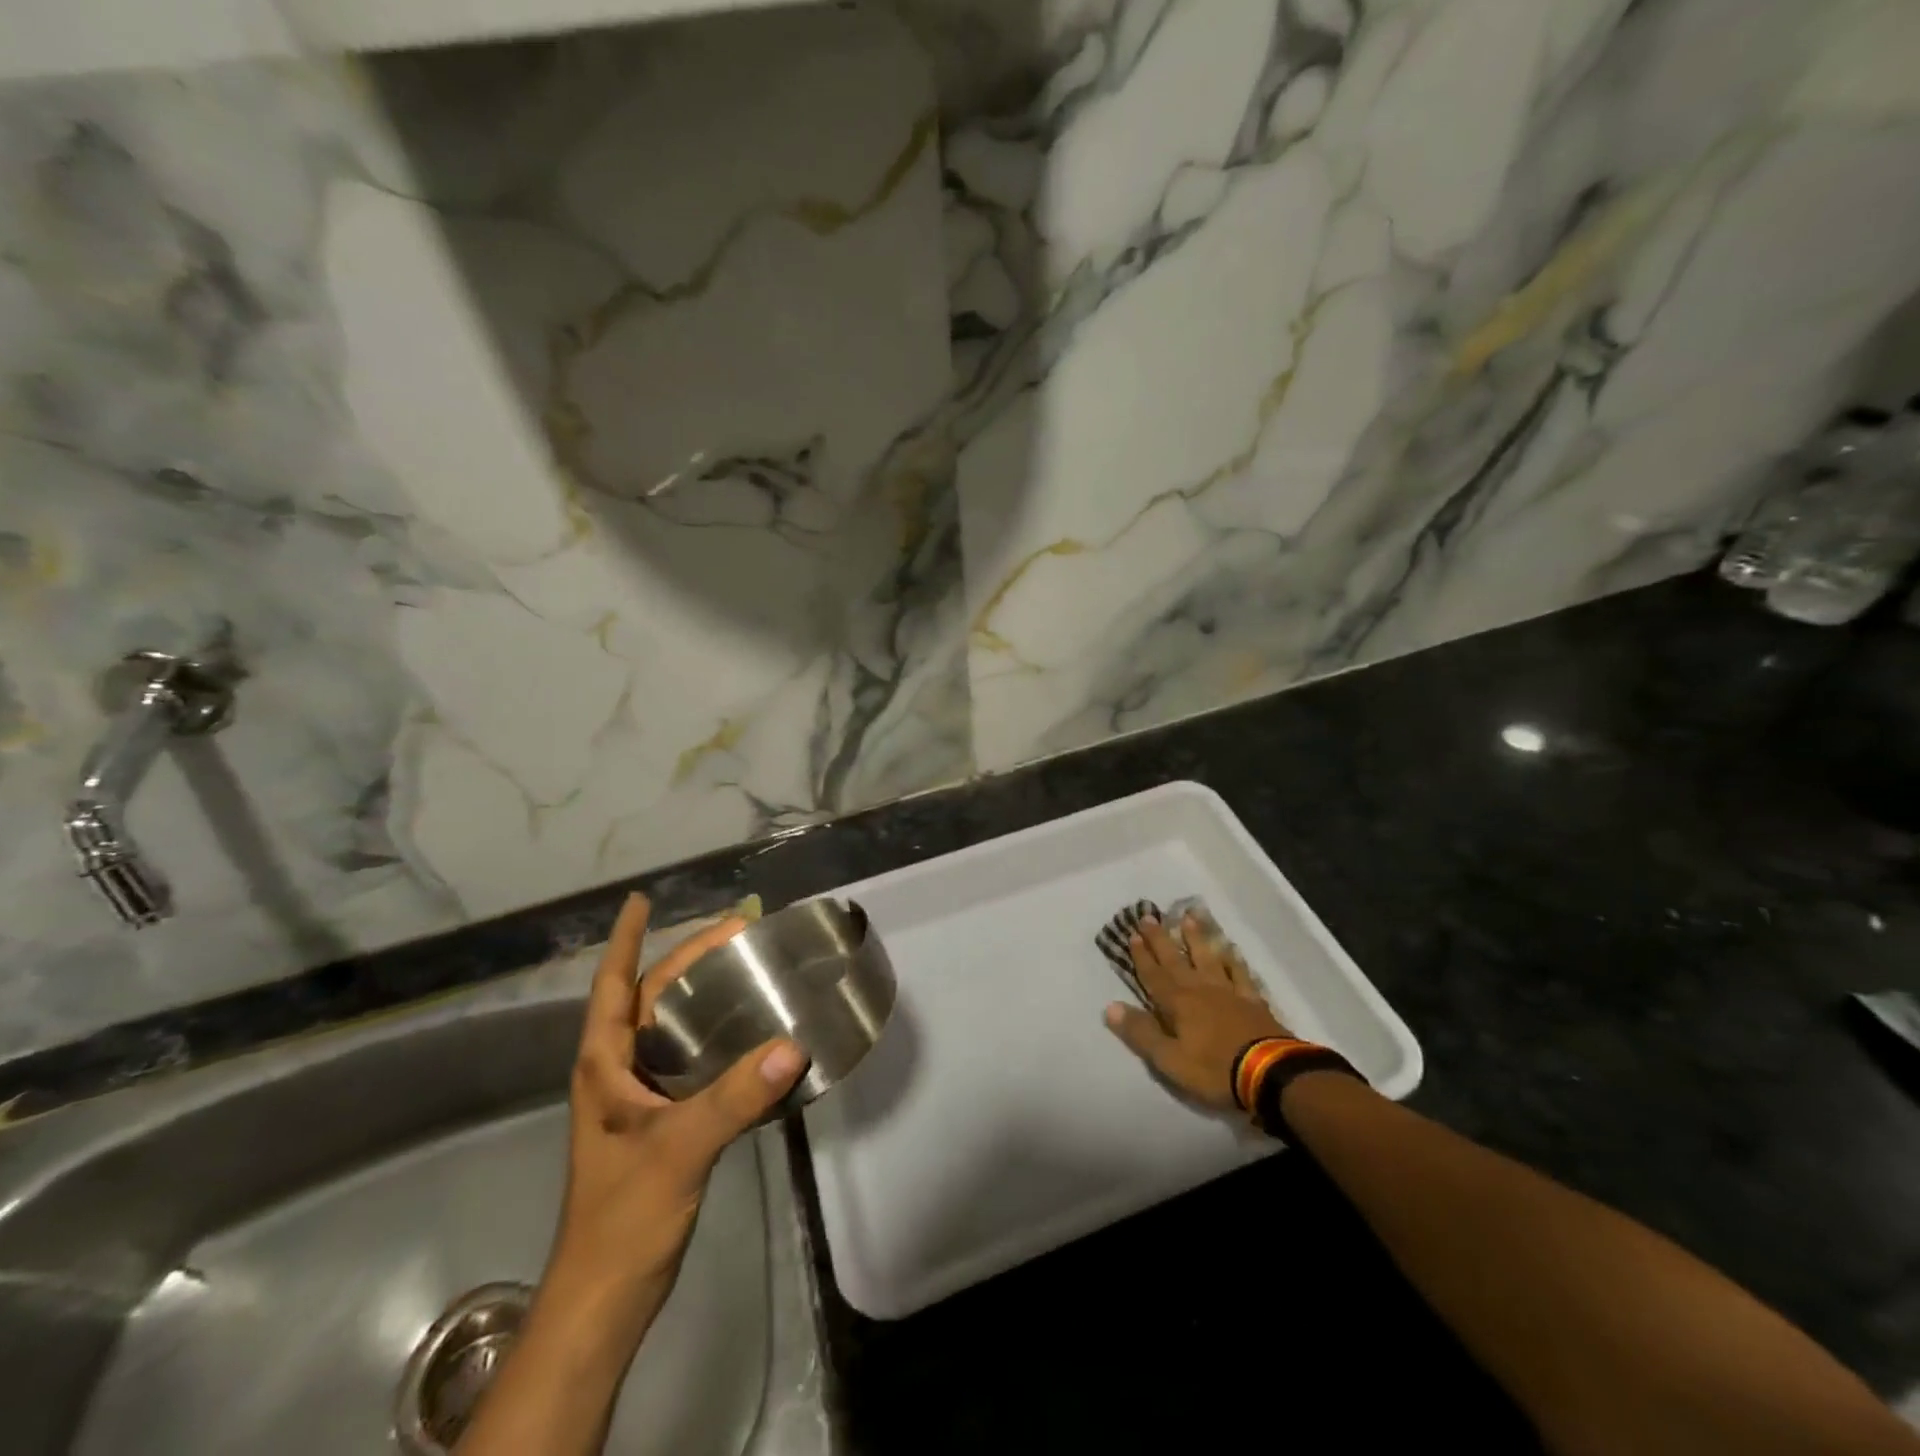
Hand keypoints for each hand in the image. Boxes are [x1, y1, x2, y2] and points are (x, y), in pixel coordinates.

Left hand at [545, 893, 807, 1342]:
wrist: (607, 1296)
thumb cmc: (624, 1216)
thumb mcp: (679, 1150)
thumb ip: (734, 1098)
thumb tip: (792, 1046)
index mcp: (604, 1065)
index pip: (611, 986)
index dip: (625, 941)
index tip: (641, 900)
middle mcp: (618, 1071)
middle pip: (648, 998)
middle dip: (684, 960)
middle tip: (733, 930)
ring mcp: (639, 1097)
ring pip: (670, 1028)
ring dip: (700, 994)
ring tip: (743, 966)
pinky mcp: (662, 1120)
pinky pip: (691, 1060)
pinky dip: (715, 1036)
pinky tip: (749, 1033)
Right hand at [1103, 911, 1290, 1111]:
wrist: (1270, 1074)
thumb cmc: (1215, 1069)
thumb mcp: (1170, 1059)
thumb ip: (1141, 1032)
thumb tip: (1110, 1007)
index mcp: (1178, 1004)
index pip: (1154, 976)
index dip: (1142, 956)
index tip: (1133, 934)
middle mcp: (1200, 990)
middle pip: (1177, 961)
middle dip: (1161, 939)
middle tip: (1150, 917)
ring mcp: (1229, 993)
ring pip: (1208, 959)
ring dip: (1196, 939)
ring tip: (1188, 918)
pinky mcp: (1253, 1002)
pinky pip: (1240, 974)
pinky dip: (1234, 961)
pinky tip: (1231, 951)